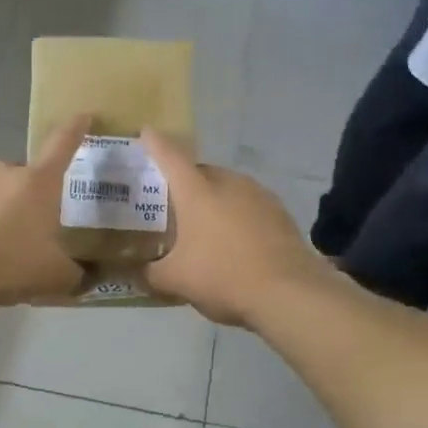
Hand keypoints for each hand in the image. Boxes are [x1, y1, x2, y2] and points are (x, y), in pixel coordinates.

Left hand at [0, 116, 91, 306]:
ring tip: (0, 245)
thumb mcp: (53, 275)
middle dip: (31, 198)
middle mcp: (6, 171)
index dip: (75, 129)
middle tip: (32, 230)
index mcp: (39, 182)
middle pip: (26, 177)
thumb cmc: (10, 263)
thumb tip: (80, 276)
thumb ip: (73, 273)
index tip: (83, 115)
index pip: (62, 146)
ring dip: (2, 210)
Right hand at [139, 131, 330, 326]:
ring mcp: (259, 195)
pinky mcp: (280, 213)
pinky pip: (248, 206)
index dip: (154, 143)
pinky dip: (236, 216)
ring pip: (227, 188)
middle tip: (170, 204)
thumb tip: (136, 273)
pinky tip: (234, 241)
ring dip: (213, 200)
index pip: (169, 156)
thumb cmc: (223, 277)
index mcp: (197, 191)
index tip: (145, 133)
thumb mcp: (176, 281)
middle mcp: (228, 182)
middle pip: (199, 172)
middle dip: (184, 182)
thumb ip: (150, 274)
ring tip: (203, 226)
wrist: (290, 293)